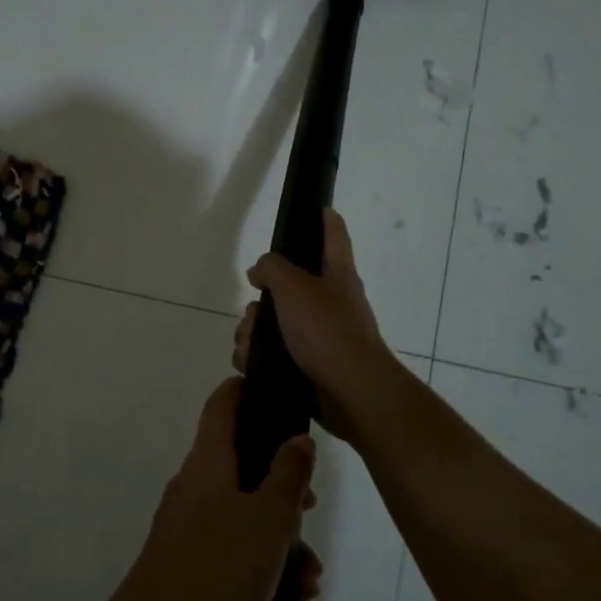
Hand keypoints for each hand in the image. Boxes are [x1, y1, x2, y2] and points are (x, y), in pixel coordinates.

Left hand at [118, 378, 322, 600]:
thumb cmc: (219, 566)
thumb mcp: (268, 518)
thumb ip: (288, 475)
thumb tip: (298, 438)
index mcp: (209, 461)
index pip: (223, 404)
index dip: (246, 389)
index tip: (275, 390)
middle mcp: (195, 485)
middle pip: (242, 463)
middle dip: (282, 484)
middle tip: (310, 505)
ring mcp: (188, 524)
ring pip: (243, 512)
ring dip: (280, 536)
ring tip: (309, 575)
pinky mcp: (189, 561)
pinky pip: (233, 547)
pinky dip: (262, 562)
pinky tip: (291, 595)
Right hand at [237, 209, 398, 443]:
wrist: (349, 393)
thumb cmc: (327, 331)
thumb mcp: (294, 287)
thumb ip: (272, 268)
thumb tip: (260, 272)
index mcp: (336, 275)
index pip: (334, 235)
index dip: (326, 218)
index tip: (317, 207)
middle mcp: (329, 302)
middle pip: (285, 288)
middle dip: (259, 302)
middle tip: (255, 312)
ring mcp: (319, 337)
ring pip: (271, 324)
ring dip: (251, 333)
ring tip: (250, 347)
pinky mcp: (307, 366)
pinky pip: (271, 354)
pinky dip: (256, 358)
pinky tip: (251, 365)